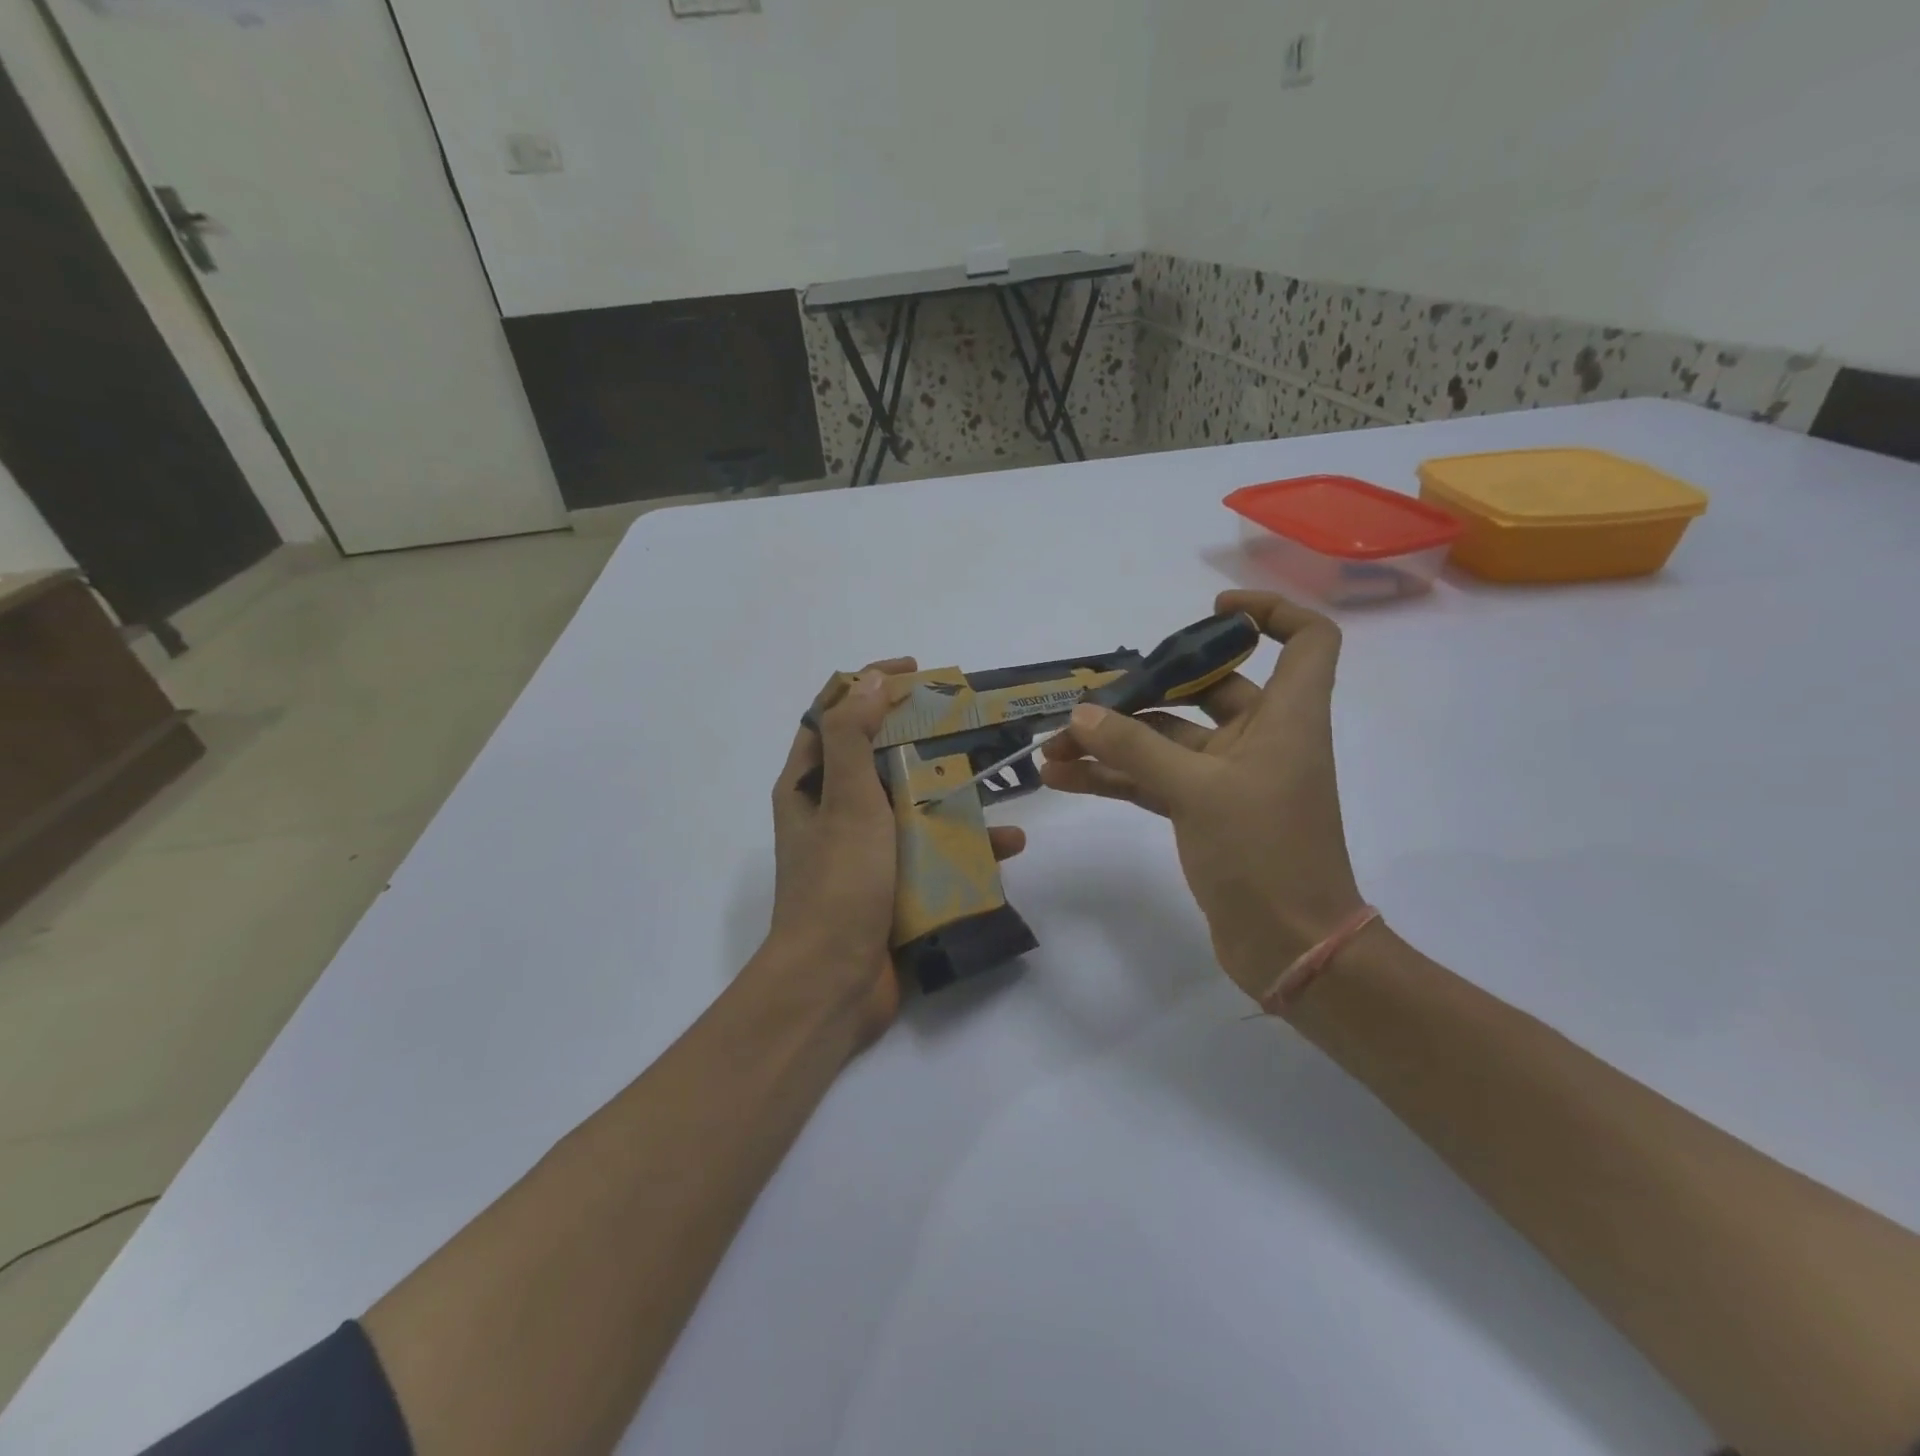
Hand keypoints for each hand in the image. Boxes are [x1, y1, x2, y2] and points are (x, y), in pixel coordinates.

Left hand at [762, 659, 1025, 1049]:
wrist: (834, 985)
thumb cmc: (838, 883)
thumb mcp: (845, 801)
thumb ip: (852, 737)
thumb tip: (867, 679)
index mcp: (808, 786)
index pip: (831, 713)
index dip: (866, 683)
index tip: (914, 672)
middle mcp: (832, 812)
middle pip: (878, 756)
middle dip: (920, 736)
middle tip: (965, 721)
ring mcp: (863, 851)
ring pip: (912, 804)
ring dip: (952, 792)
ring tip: (996, 782)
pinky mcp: (891, 884)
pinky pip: (931, 852)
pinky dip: (965, 846)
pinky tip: (1007, 845)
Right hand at [1040, 590, 1364, 999]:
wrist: (1290, 947)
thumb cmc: (1265, 853)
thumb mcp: (1197, 791)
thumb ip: (1135, 748)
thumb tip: (1080, 715)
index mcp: (1287, 717)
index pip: (1308, 640)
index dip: (1269, 613)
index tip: (1211, 613)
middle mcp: (1262, 738)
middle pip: (1210, 688)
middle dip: (1146, 691)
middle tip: (1089, 701)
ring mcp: (1231, 778)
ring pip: (1168, 740)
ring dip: (1115, 741)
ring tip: (1054, 748)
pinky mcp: (1206, 813)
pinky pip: (1155, 780)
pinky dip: (1116, 777)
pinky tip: (1064, 778)